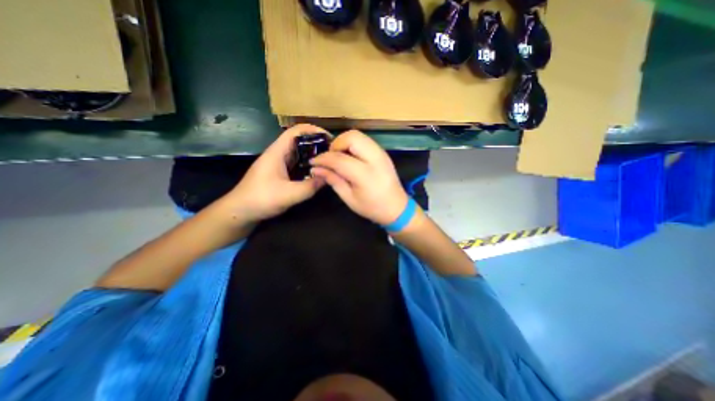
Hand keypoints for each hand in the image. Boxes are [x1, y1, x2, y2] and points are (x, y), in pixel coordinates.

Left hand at [223, 124, 326, 222]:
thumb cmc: (261, 199)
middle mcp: (278, 153)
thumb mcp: (289, 194)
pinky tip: (318, 172)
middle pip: (300, 140)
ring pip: (299, 152)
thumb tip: (329, 176)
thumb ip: (310, 186)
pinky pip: (297, 163)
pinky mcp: (280, 172)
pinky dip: (309, 164)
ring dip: (313, 154)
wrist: (240, 211)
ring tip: (329, 160)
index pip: (296, 131)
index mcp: (277, 152)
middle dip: (317, 143)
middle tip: (334, 152)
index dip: (314, 130)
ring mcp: (279, 163)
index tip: (330, 139)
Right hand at [311, 129, 409, 224]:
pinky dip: (353, 144)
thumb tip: (316, 169)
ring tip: (339, 158)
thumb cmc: (372, 208)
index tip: (313, 162)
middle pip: (351, 137)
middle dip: (336, 144)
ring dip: (344, 143)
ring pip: (358, 135)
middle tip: (330, 159)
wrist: (397, 208)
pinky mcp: (383, 152)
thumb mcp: (349, 198)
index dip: (323, 158)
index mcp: (366, 175)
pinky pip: (364, 141)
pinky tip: (349, 158)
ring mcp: (381, 153)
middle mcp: (375, 159)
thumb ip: (333, 180)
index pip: (339, 158)